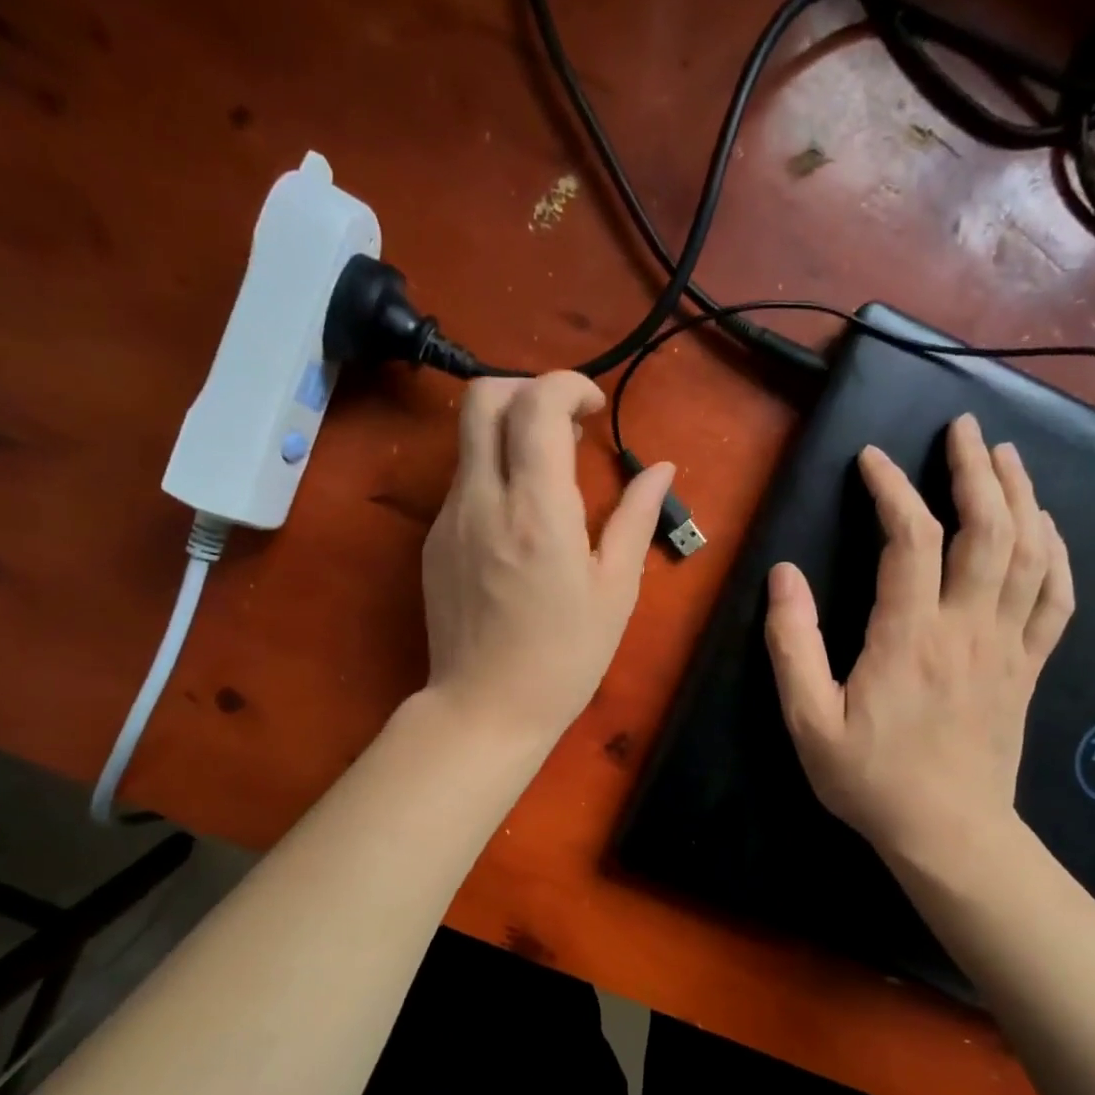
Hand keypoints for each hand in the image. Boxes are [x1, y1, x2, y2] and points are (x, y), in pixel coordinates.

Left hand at [420, 371, 675, 750]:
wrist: (485, 708)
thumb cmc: (565, 658)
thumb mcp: (615, 591)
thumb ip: (635, 518)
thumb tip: (661, 468)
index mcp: (537, 511)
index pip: (536, 403)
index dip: (568, 386)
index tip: (594, 412)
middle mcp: (483, 500)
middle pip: (483, 396)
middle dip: (527, 390)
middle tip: (565, 427)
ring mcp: (449, 519)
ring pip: (469, 438)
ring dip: (510, 433)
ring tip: (548, 477)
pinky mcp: (433, 541)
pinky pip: (463, 483)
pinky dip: (494, 475)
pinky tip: (520, 523)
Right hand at [764, 414, 1073, 868]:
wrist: (949, 834)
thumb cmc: (871, 780)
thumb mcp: (809, 721)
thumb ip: (793, 646)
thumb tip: (784, 576)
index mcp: (910, 636)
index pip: (911, 539)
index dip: (892, 489)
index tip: (871, 460)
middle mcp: (968, 628)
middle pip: (988, 530)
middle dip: (976, 470)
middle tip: (964, 429)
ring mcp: (1008, 647)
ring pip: (1030, 554)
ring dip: (1022, 497)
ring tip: (1007, 457)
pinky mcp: (1028, 669)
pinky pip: (1056, 600)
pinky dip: (1056, 555)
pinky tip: (1048, 529)